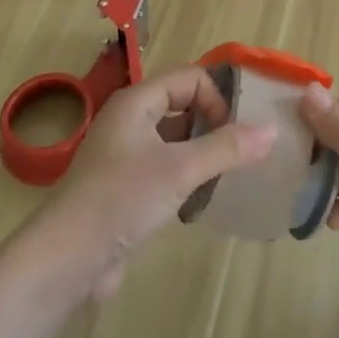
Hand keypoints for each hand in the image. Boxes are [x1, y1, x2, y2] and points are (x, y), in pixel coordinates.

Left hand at [40, 67, 275, 299]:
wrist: (66, 260)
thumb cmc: (122, 199)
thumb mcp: (180, 169)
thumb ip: (227, 148)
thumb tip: (272, 130)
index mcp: (137, 102)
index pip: (189, 78)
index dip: (216, 98)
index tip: (233, 133)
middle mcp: (129, 120)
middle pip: (182, 104)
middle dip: (212, 123)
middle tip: (236, 153)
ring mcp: (124, 154)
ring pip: (174, 138)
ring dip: (200, 151)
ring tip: (223, 176)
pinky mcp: (123, 186)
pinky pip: (164, 166)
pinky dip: (185, 175)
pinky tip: (198, 199)